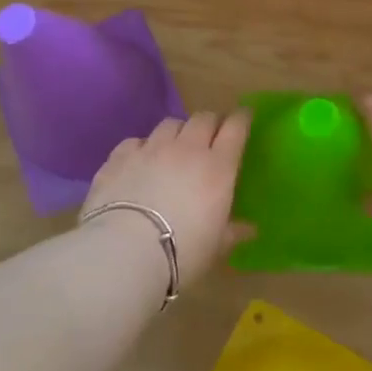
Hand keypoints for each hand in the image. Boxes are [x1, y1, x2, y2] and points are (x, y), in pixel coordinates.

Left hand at [84, 110, 250, 287]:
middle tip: (211, 136)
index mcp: (218, 167)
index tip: (244, 117)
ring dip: (178, 132)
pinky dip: (142, 148)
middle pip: (203, 118)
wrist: (124, 253)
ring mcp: (151, 149)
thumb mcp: (216, 247)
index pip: (235, 128)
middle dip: (210, 123)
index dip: (242, 118)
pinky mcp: (120, 157)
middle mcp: (187, 149)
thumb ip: (233, 232)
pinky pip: (136, 141)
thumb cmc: (182, 252)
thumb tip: (251, 230)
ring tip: (174, 148)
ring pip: (170, 124)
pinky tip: (139, 163)